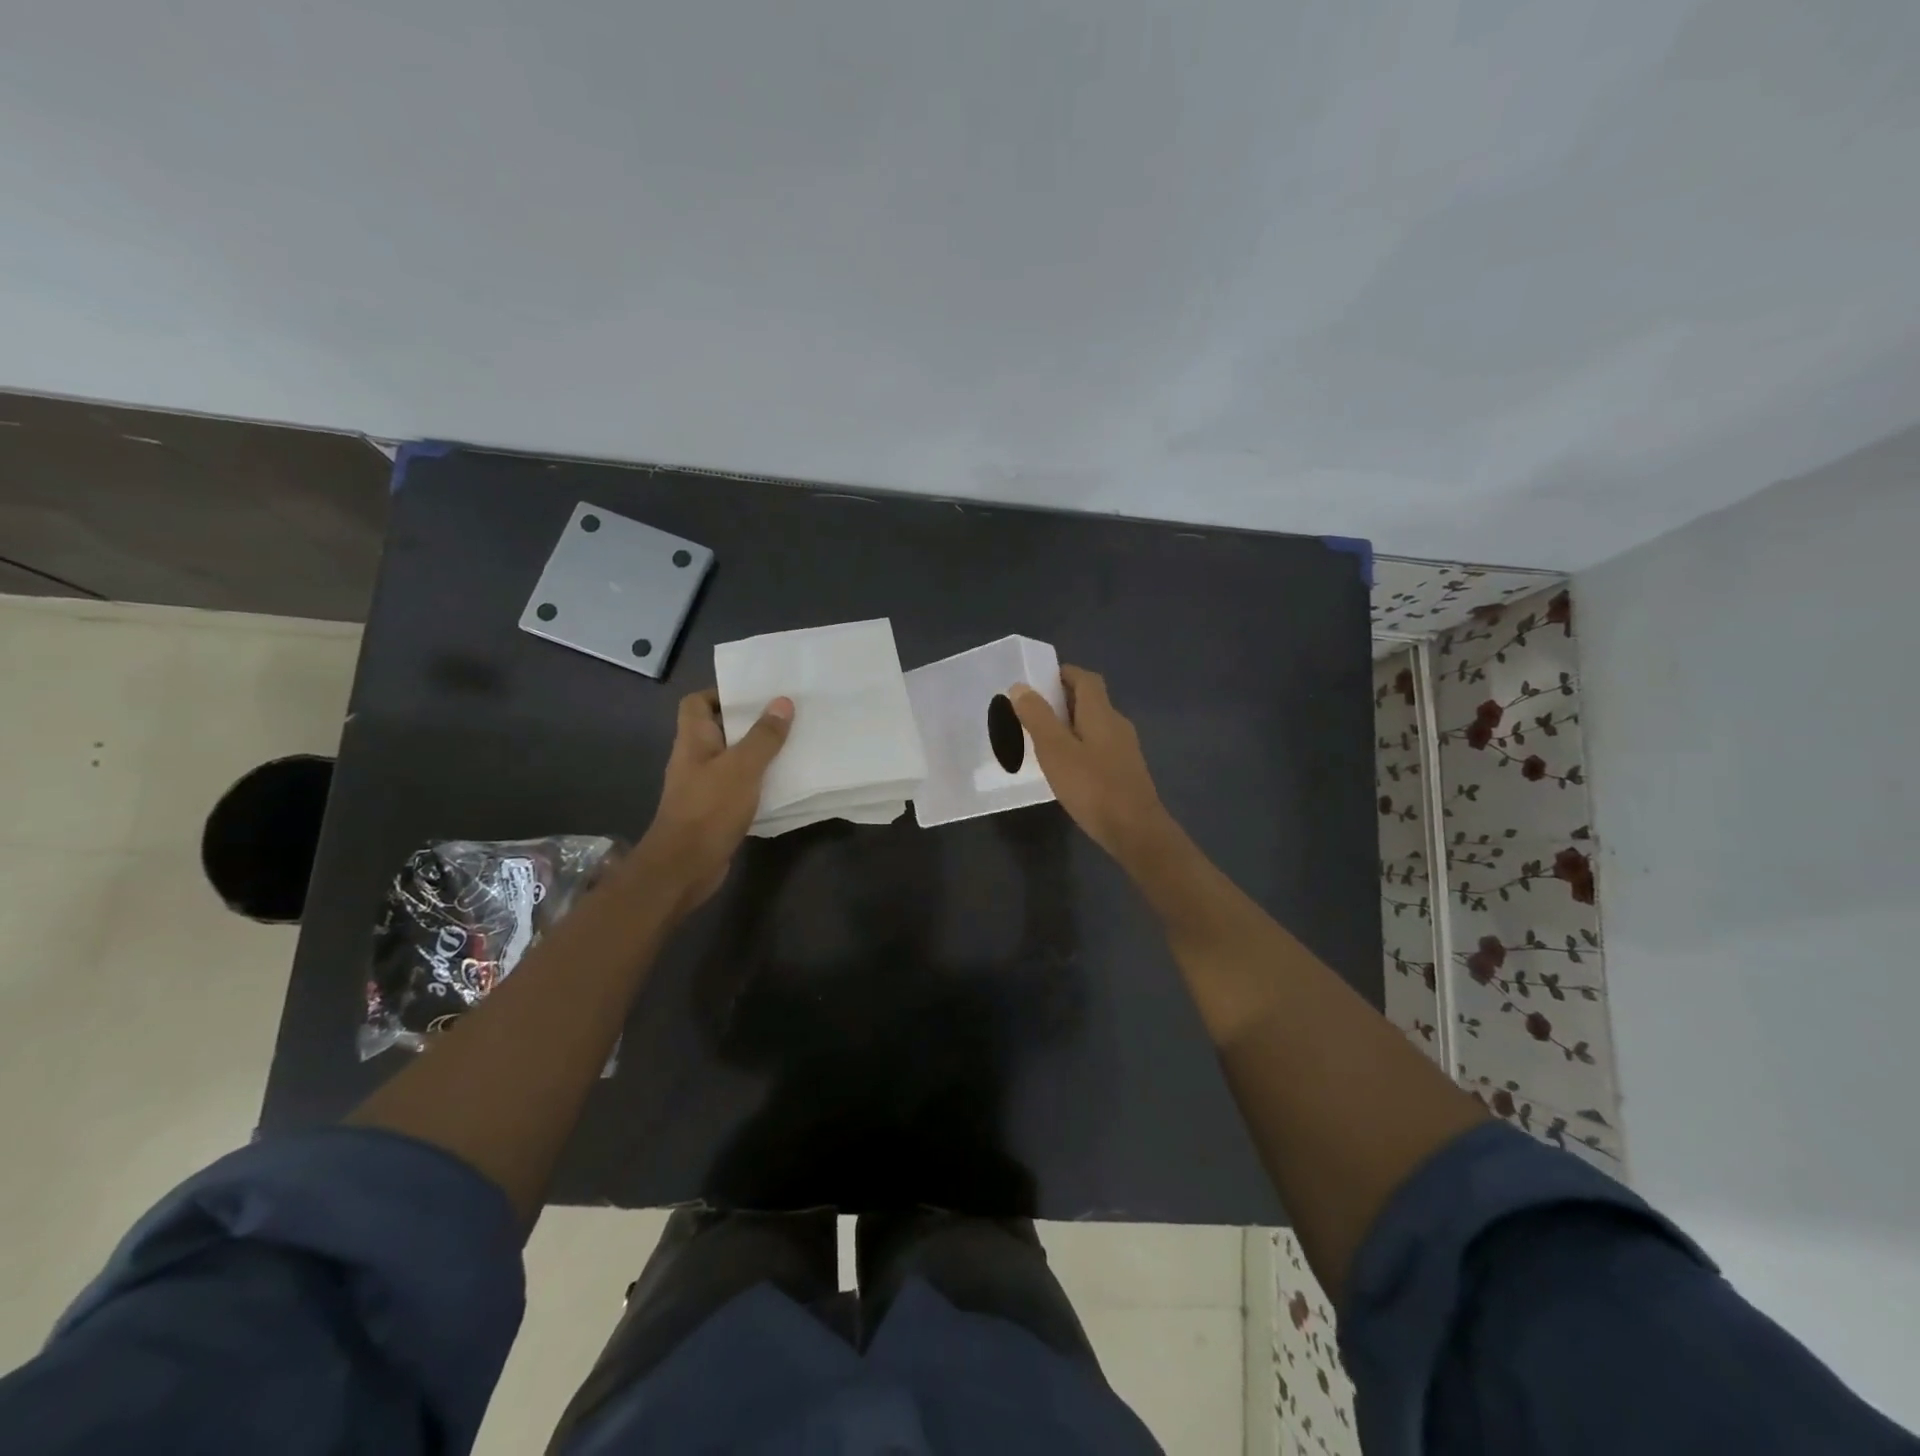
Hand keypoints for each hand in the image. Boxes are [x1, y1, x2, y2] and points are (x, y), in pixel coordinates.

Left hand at [633, 689, 792, 914]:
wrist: (684, 867)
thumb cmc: (709, 809)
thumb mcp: (742, 767)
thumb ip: (763, 736)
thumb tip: (783, 702)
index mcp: (693, 740)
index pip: (697, 703)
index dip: (721, 693)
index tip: (755, 694)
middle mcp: (695, 759)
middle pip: (719, 729)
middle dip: (749, 722)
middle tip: (785, 716)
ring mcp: (703, 786)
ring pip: (732, 759)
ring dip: (757, 753)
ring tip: (791, 744)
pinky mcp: (715, 811)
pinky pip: (739, 786)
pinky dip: (758, 781)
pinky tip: (783, 782)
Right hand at [1010, 665, 1172, 865]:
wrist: (1135, 830)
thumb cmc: (1092, 786)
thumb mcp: (1055, 750)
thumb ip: (1037, 717)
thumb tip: (1021, 686)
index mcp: (1101, 713)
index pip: (1085, 679)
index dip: (1064, 674)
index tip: (1038, 680)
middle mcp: (1117, 724)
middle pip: (1091, 701)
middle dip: (1063, 700)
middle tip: (1032, 712)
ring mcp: (1125, 749)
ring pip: (1095, 726)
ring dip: (1070, 725)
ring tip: (1043, 740)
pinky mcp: (1125, 772)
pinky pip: (1099, 747)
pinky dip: (1080, 747)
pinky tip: (1065, 768)